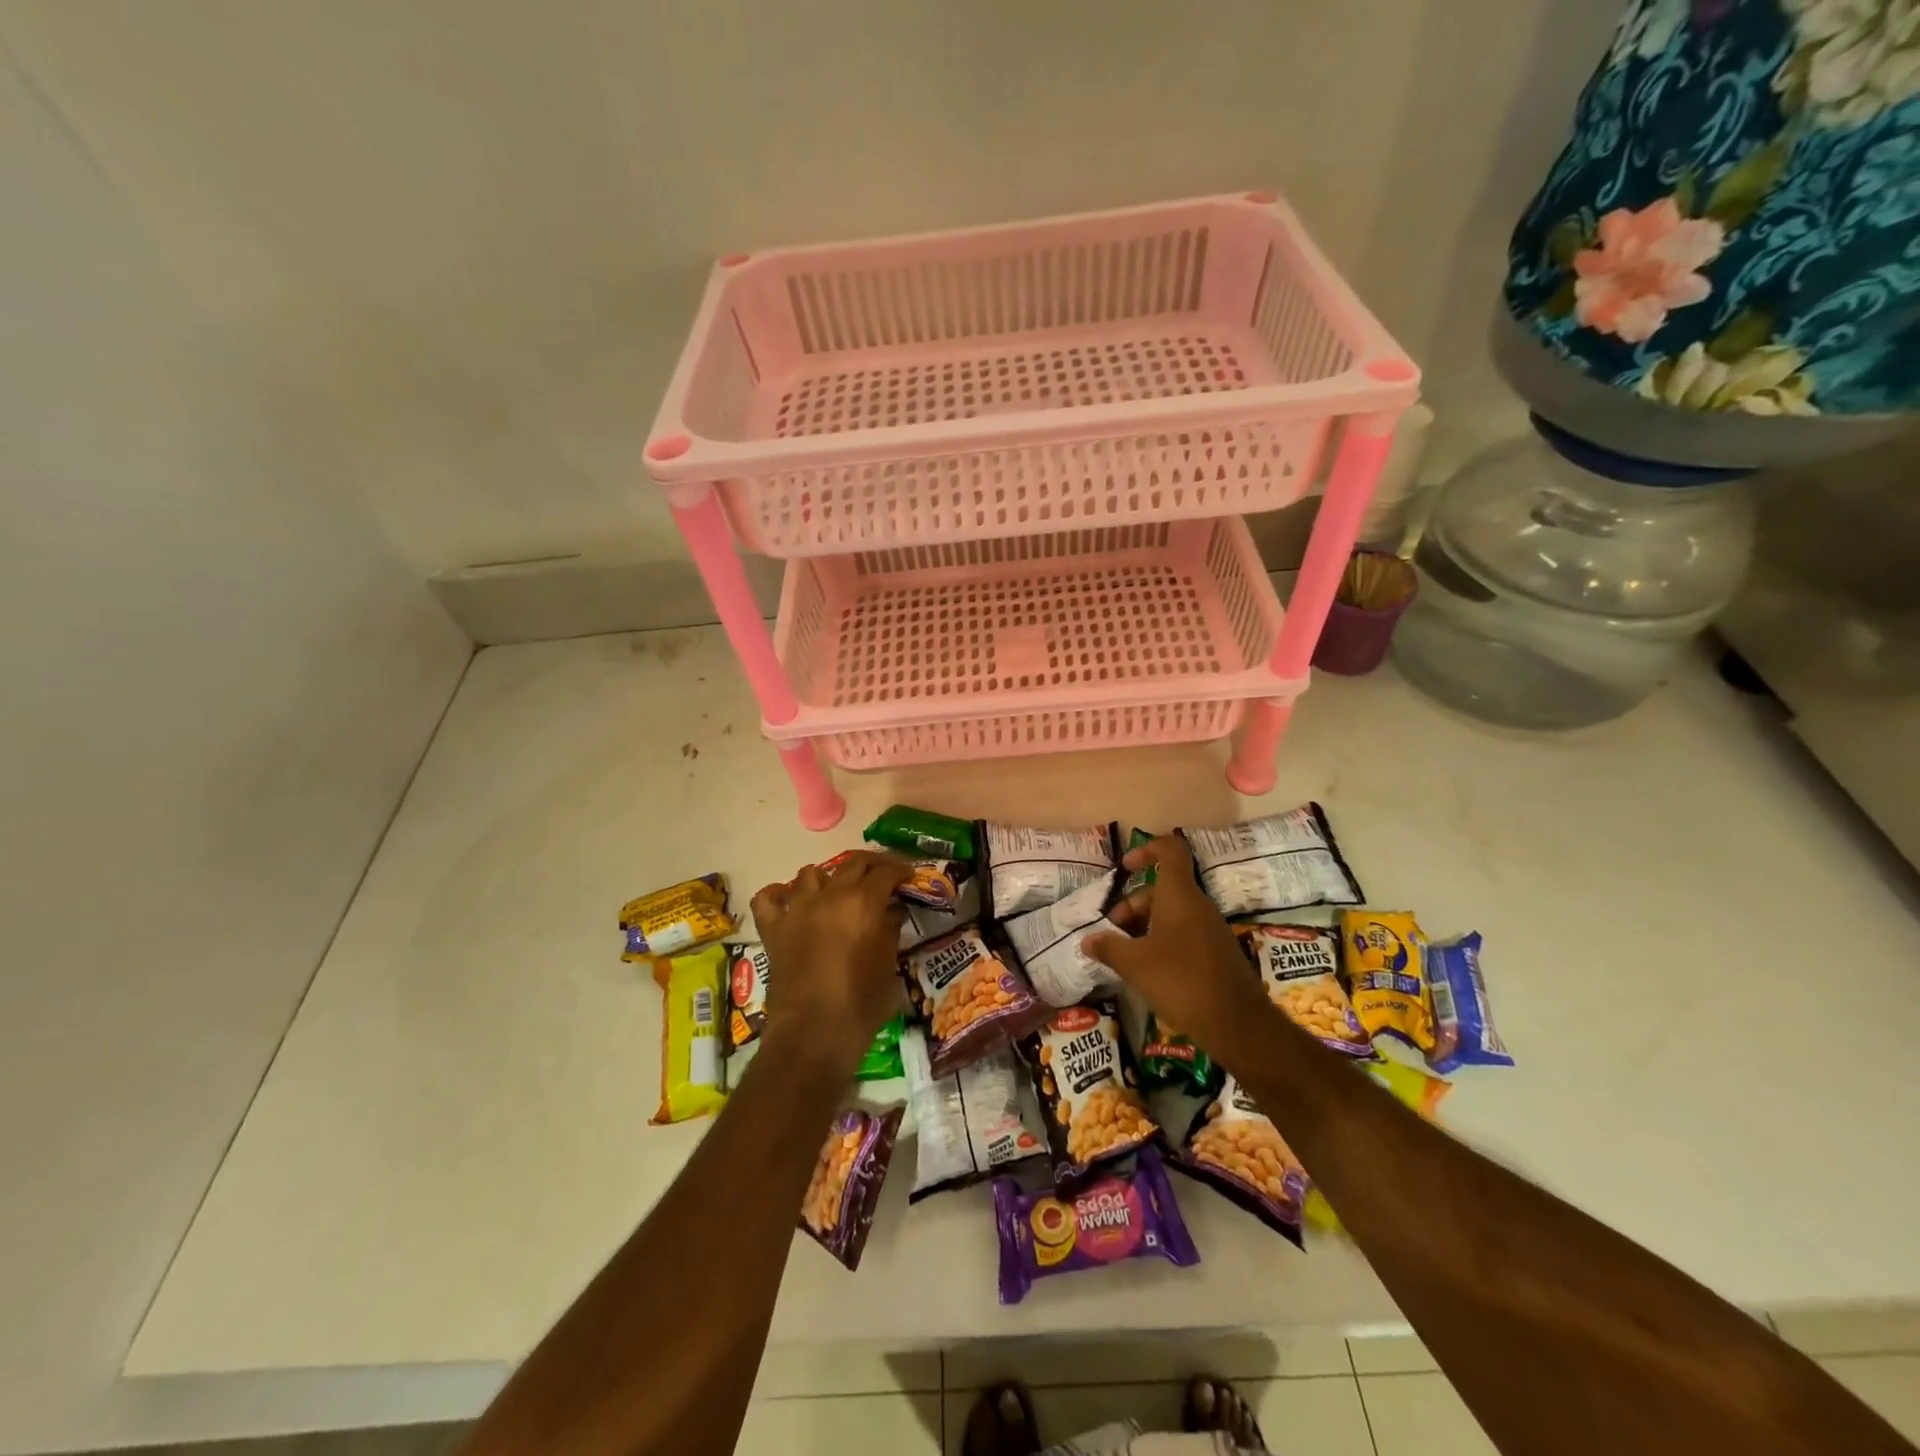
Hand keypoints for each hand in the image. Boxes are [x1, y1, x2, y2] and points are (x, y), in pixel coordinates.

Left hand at [751, 851, 911, 1078]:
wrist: (813, 1034)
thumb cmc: (861, 1004)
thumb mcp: (889, 965)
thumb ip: (890, 930)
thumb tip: (892, 911)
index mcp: (863, 903)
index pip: (886, 872)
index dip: (901, 870)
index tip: (909, 875)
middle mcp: (830, 896)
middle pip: (853, 863)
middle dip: (872, 864)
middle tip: (883, 874)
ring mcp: (797, 910)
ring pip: (811, 873)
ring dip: (828, 877)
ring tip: (837, 890)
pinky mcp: (774, 929)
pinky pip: (768, 899)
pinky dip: (779, 895)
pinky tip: (790, 902)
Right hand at [1082, 835, 1275, 1066]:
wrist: (1238, 1024)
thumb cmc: (1181, 981)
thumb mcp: (1135, 964)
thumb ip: (1109, 947)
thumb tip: (1087, 940)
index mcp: (1180, 896)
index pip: (1170, 851)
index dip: (1146, 849)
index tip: (1124, 867)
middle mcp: (1198, 906)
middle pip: (1163, 889)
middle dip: (1133, 905)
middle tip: (1112, 932)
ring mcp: (1210, 930)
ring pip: (1172, 914)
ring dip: (1145, 927)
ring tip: (1124, 955)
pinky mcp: (1217, 954)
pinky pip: (1184, 935)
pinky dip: (1162, 943)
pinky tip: (1148, 971)